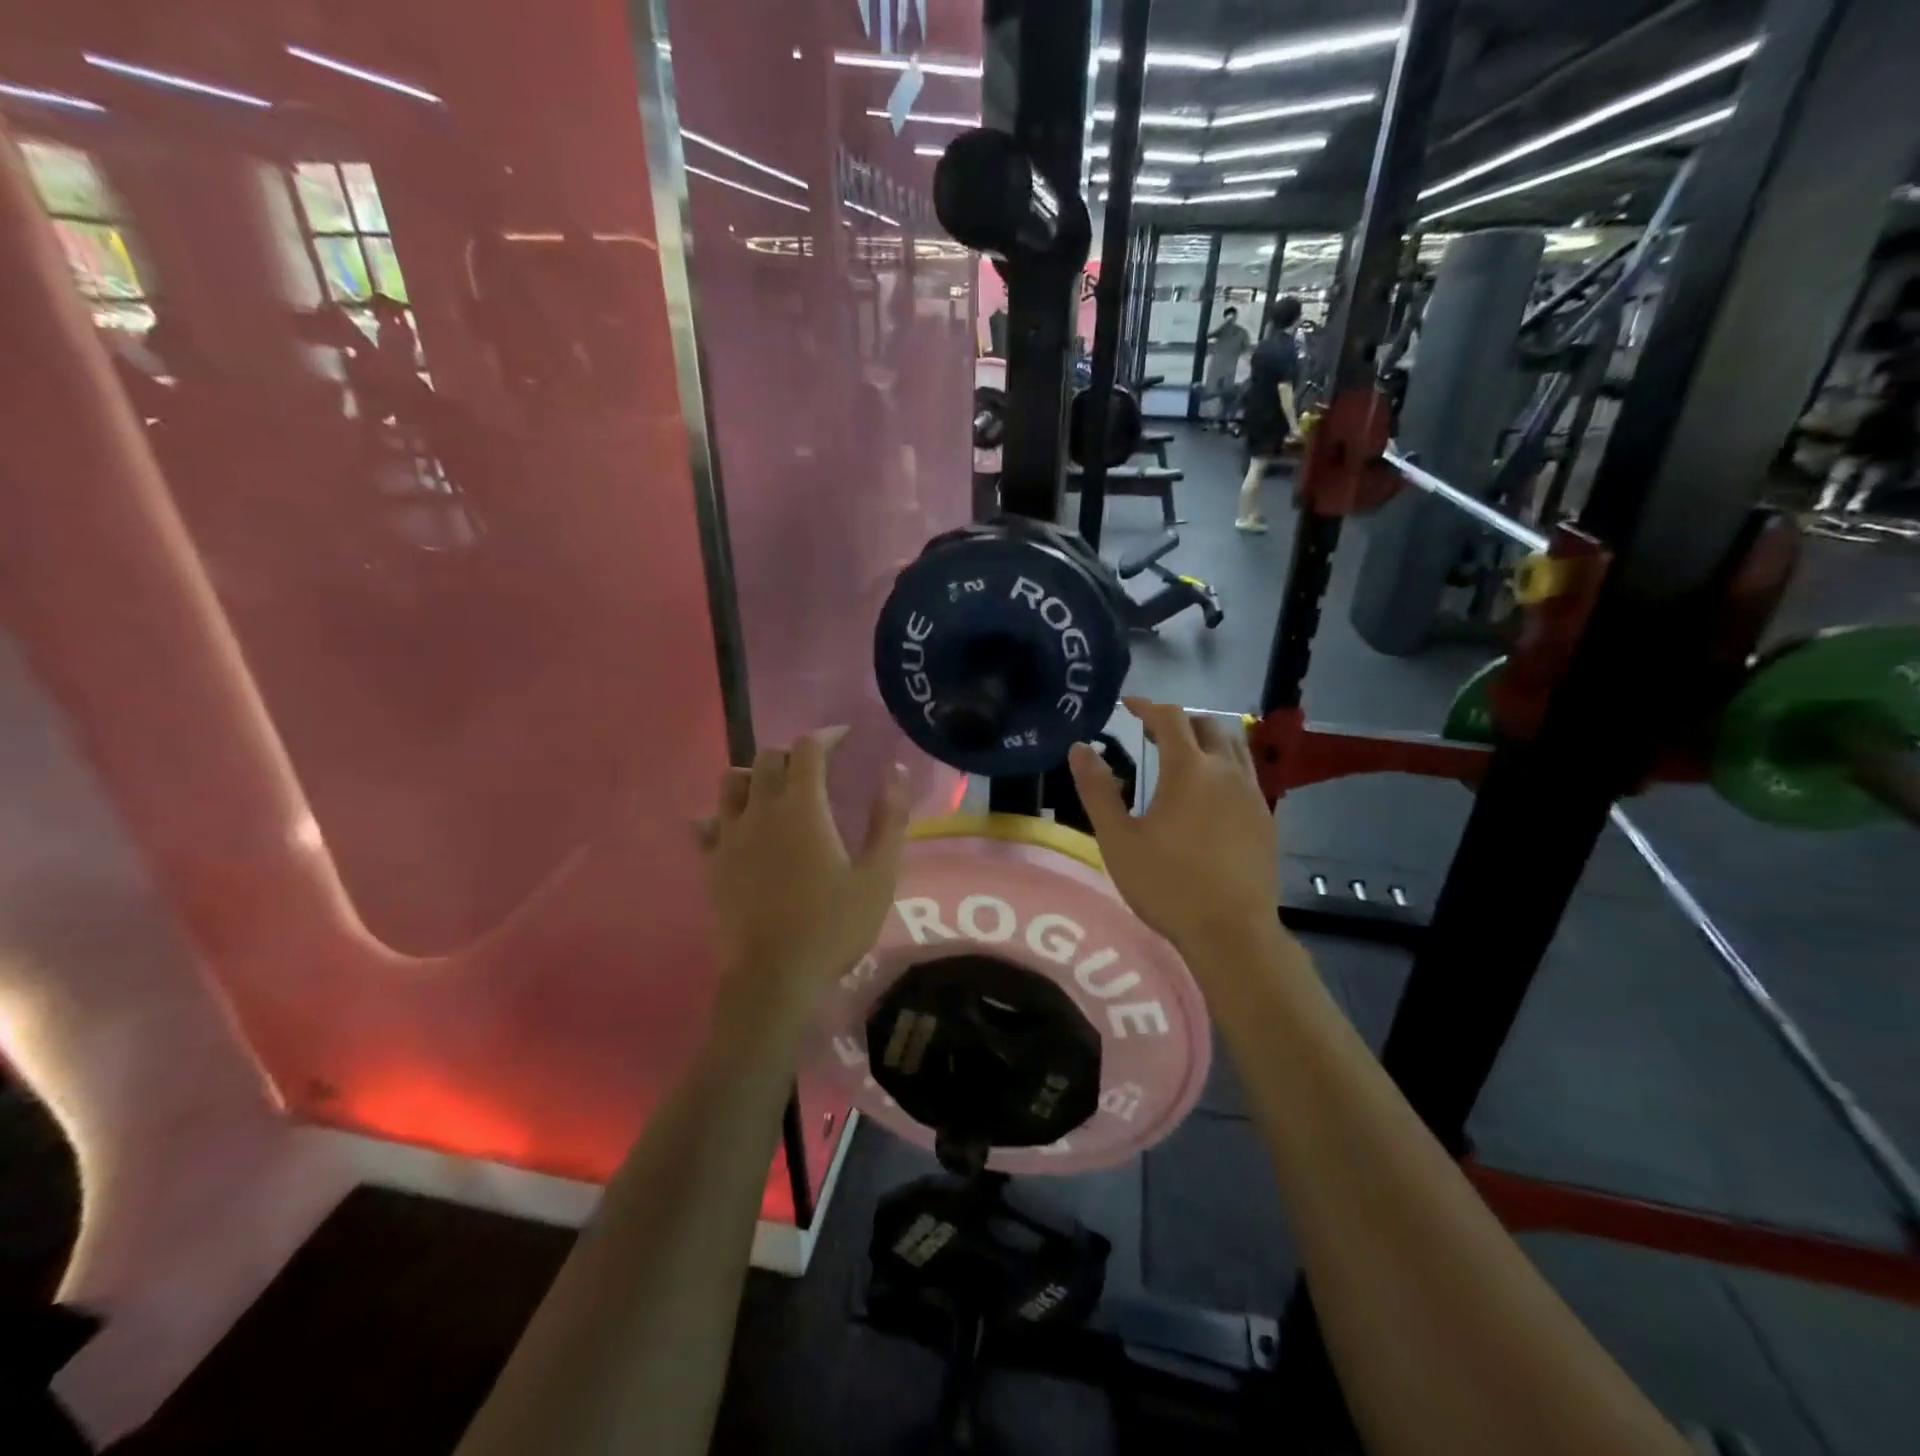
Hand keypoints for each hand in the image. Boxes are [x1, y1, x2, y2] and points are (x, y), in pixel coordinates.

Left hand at [697, 729, 910, 1003]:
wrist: (773, 978)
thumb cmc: (833, 926)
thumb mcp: (878, 876)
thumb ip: (889, 820)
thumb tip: (896, 771)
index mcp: (802, 808)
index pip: (807, 749)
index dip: (826, 735)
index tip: (843, 738)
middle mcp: (760, 810)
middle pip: (767, 758)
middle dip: (793, 754)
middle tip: (815, 771)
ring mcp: (729, 836)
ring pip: (731, 782)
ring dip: (755, 776)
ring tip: (774, 793)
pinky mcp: (710, 863)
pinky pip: (706, 822)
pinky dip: (722, 814)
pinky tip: (738, 828)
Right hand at [1069, 698, 1278, 952]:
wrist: (1232, 932)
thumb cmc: (1167, 885)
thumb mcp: (1118, 839)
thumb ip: (1097, 790)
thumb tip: (1079, 749)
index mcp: (1189, 770)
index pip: (1170, 718)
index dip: (1147, 706)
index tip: (1128, 705)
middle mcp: (1226, 771)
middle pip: (1207, 726)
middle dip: (1178, 721)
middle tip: (1152, 733)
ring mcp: (1252, 794)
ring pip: (1233, 746)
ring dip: (1206, 739)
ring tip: (1182, 755)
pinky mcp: (1265, 818)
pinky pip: (1246, 773)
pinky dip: (1224, 765)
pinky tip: (1209, 792)